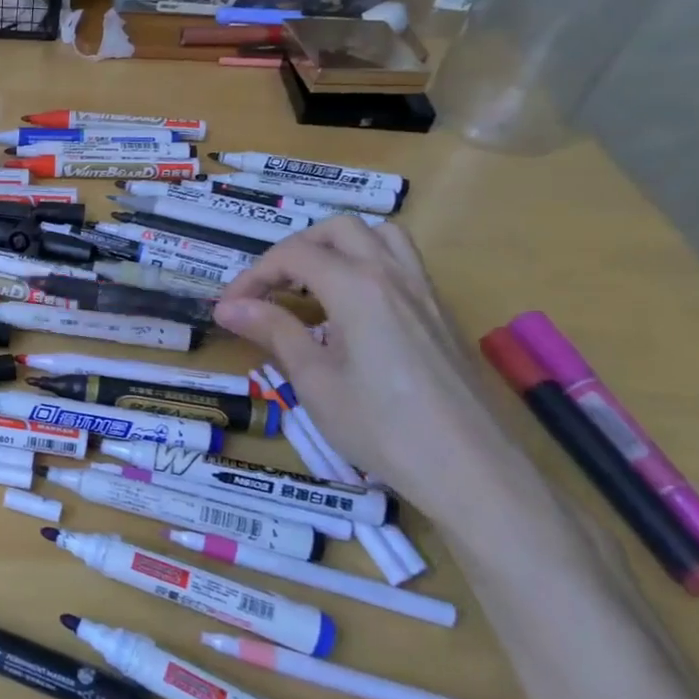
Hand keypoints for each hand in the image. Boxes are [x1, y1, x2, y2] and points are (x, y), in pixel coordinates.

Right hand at [214, 217, 525, 528]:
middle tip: (269, 290)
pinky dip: (368, 264)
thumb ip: (274, 332)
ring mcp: (423, 291)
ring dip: (338, 246)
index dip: (253, 275)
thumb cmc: (381, 427)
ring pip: (379, 236)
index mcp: (357, 287)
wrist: (469, 469)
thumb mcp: (315, 381)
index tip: (229, 308)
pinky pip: (402, 263)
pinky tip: (353, 309)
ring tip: (313, 285)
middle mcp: (392, 274)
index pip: (293, 255)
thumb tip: (228, 306)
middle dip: (294, 250)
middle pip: (337, 230)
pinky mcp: (440, 313)